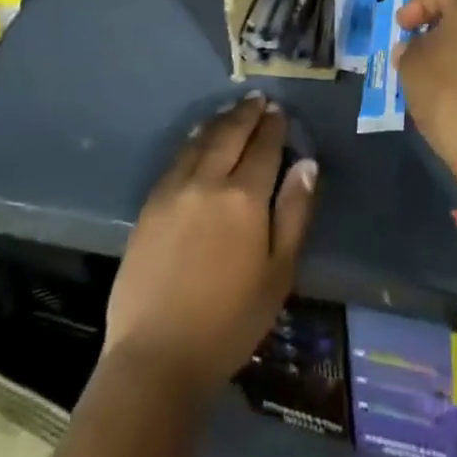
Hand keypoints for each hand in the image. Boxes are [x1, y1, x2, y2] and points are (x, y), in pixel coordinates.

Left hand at [104, 92, 316, 394]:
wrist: (156, 357)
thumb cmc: (229, 322)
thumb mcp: (278, 273)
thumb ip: (294, 213)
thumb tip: (306, 163)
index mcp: (244, 197)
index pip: (264, 146)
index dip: (273, 126)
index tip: (279, 111)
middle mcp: (209, 181)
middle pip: (230, 133)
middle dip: (246, 113)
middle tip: (258, 99)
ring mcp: (175, 189)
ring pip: (201, 140)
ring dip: (220, 121)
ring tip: (232, 110)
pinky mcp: (150, 204)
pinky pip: (177, 158)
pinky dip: (193, 140)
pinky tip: (198, 138)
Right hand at [396, 0, 456, 178]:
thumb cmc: (448, 94)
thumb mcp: (412, 67)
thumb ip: (407, 50)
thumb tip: (411, 48)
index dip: (419, 3)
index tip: (402, 27)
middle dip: (435, 29)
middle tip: (413, 49)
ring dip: (452, 52)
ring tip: (428, 75)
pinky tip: (450, 95)